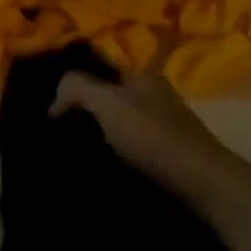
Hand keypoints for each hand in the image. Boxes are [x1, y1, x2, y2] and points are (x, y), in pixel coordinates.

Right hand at [52, 70, 236, 196]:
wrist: (202, 186)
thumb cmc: (153, 136)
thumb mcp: (108, 102)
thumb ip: (76, 87)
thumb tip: (54, 98)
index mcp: (142, 75)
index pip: (100, 63)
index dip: (73, 76)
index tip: (48, 98)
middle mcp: (153, 97)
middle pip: (107, 96)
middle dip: (82, 110)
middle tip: (52, 128)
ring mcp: (161, 129)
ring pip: (116, 127)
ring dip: (94, 138)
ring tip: (66, 153)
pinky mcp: (164, 160)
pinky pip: (127, 152)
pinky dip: (110, 159)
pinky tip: (92, 170)